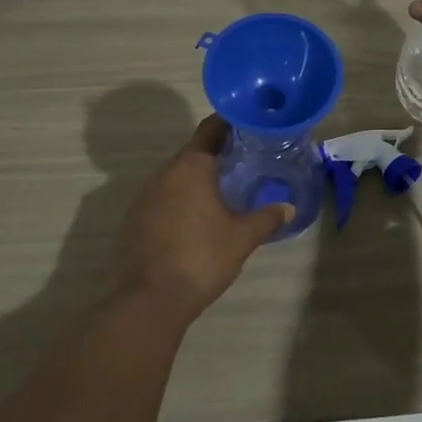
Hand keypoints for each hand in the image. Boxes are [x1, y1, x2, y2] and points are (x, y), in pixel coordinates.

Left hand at [117, 116, 291, 324]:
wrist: (150, 298)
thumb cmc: (201, 257)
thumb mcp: (242, 237)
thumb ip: (266, 218)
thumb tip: (288, 208)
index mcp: (191, 166)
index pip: (210, 129)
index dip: (228, 123)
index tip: (246, 124)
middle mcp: (164, 172)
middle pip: (192, 153)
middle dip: (215, 155)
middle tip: (242, 161)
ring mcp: (144, 195)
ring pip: (175, 177)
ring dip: (195, 180)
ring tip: (221, 191)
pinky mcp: (133, 219)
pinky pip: (161, 199)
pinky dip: (178, 201)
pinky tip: (193, 220)